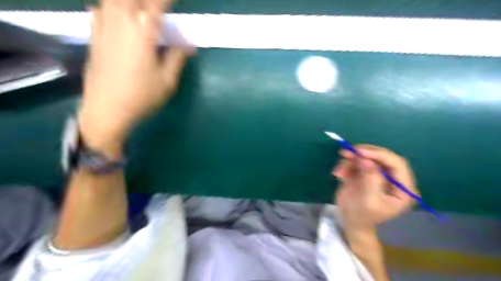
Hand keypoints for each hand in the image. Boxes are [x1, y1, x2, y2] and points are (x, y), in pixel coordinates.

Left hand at [79, 0, 190, 154]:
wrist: (107, 110)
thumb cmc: (142, 96)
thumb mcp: (168, 80)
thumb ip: (178, 58)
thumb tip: (188, 45)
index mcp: (143, 31)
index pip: (156, 3)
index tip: (176, 2)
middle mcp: (121, 20)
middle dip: (150, 1)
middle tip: (161, 10)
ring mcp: (104, 26)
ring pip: (115, 0)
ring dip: (131, 3)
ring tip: (143, 13)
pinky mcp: (94, 36)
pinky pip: (101, 9)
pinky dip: (112, 8)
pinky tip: (119, 15)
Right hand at [332, 144, 419, 230]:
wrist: (350, 221)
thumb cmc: (362, 215)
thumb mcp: (368, 201)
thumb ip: (370, 180)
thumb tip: (366, 160)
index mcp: (403, 188)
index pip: (397, 164)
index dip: (379, 155)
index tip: (360, 152)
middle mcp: (394, 178)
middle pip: (382, 157)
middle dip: (363, 153)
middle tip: (345, 153)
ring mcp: (379, 173)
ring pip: (367, 157)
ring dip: (351, 160)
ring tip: (339, 171)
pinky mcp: (366, 171)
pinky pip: (357, 161)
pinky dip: (346, 164)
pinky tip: (339, 174)